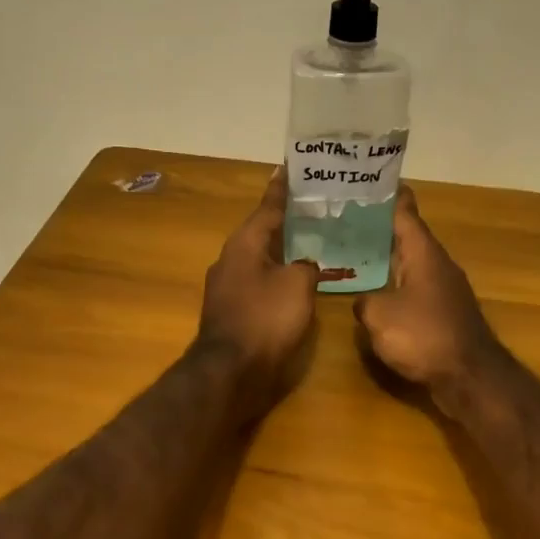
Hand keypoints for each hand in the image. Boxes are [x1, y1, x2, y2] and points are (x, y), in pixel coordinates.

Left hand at [197, 173, 319, 408]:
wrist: (231, 371)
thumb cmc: (265, 318)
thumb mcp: (297, 285)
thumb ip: (306, 266)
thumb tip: (305, 265)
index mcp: (245, 244)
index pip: (267, 207)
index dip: (281, 189)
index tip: (288, 167)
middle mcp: (231, 258)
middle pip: (262, 231)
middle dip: (285, 220)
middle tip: (311, 207)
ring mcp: (227, 285)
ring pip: (260, 257)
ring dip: (282, 249)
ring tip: (310, 240)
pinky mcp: (232, 309)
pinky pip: (259, 281)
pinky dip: (277, 275)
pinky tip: (296, 280)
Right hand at [353, 187, 501, 388]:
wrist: (469, 377)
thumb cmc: (424, 335)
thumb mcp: (379, 316)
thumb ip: (364, 301)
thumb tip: (364, 300)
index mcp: (423, 252)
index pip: (405, 211)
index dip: (389, 195)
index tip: (371, 180)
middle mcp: (437, 263)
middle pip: (407, 236)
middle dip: (379, 227)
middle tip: (346, 218)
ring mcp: (444, 288)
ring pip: (411, 262)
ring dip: (387, 257)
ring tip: (354, 252)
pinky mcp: (445, 312)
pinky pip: (414, 287)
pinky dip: (395, 284)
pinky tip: (376, 292)